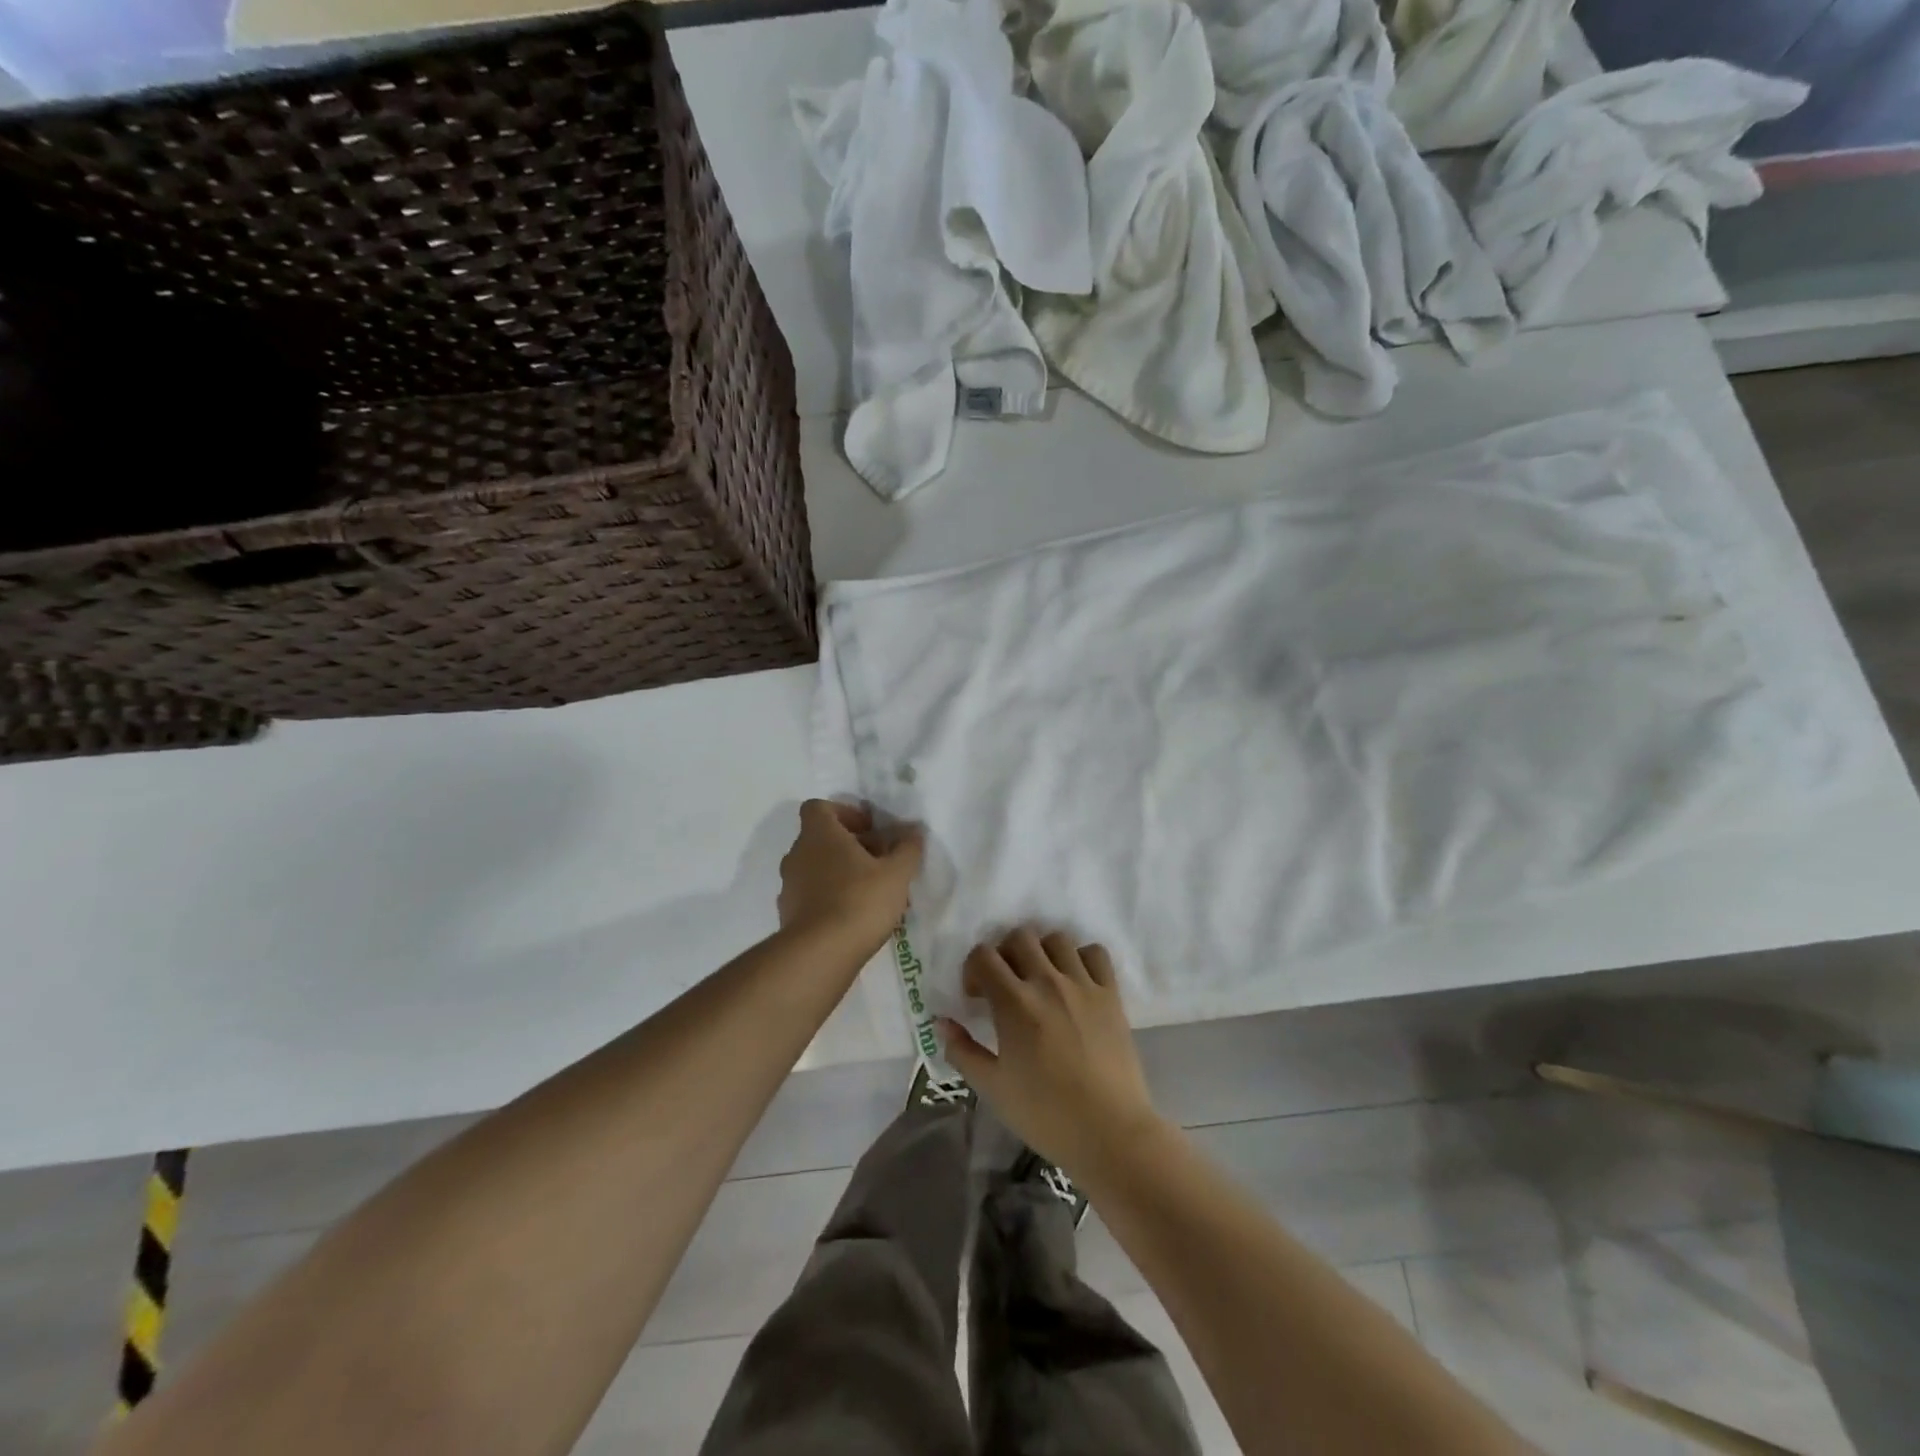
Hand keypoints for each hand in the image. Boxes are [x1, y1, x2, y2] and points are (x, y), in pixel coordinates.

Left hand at [777, 800, 923, 955]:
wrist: (819, 954)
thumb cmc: (860, 900)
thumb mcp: (896, 873)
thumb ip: (907, 848)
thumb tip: (914, 831)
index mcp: (819, 834)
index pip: (819, 807)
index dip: (844, 813)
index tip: (869, 829)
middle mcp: (798, 854)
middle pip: (821, 838)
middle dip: (850, 846)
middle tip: (880, 862)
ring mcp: (789, 885)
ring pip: (816, 868)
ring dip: (841, 872)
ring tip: (871, 892)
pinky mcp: (788, 914)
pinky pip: (811, 895)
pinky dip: (830, 897)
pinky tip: (854, 916)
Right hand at [940, 928, 1162, 1180]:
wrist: (1110, 1133)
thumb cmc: (1045, 1115)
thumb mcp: (993, 1088)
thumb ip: (962, 1051)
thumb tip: (941, 1022)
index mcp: (1014, 1003)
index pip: (983, 955)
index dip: (973, 969)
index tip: (976, 997)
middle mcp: (1047, 982)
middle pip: (1019, 937)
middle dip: (1005, 954)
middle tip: (1006, 984)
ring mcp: (1083, 985)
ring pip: (1057, 938)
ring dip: (1042, 951)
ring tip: (1040, 978)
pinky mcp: (1111, 994)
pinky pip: (1095, 953)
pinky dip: (1082, 958)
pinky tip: (1076, 980)